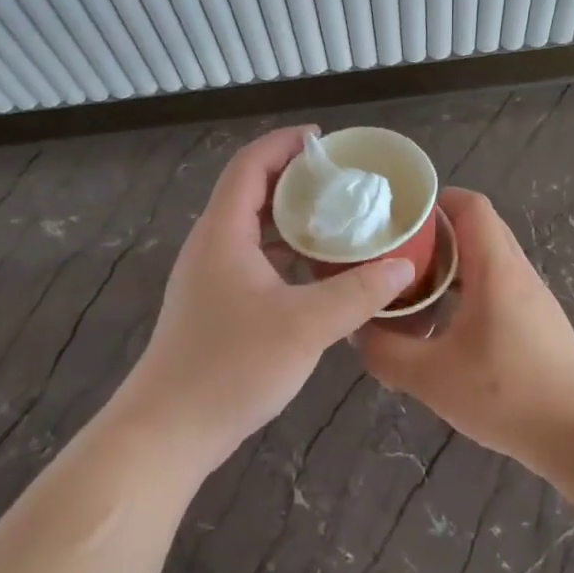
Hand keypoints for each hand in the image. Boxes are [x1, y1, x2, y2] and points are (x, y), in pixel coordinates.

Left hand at [117, 127, 415, 473]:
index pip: (250, 165)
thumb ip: (358, 292)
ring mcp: (209, 277)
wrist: (169, 430)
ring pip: (252, 229)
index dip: (285, 144)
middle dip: (295, 179)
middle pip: (250, 192)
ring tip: (338, 220)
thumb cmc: (232, 367)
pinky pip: (252, 259)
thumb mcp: (306, 326)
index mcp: (224, 232)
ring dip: (291, 219)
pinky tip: (317, 271)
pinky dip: (284, 253)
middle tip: (343, 182)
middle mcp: (211, 245)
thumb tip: (404, 265)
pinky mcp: (213, 305)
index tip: (326, 142)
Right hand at [355, 189, 573, 466]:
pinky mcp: (536, 320)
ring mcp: (531, 296)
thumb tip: (359, 329)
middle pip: (477, 227)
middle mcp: (517, 271)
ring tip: (411, 285)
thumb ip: (386, 350)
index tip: (398, 217)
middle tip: (394, 252)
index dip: (435, 200)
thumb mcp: (430, 377)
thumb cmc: (506, 394)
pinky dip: (467, 287)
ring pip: (487, 258)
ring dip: (450, 263)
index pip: (471, 205)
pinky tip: (443, 321)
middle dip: (434, 232)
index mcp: (496, 269)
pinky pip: (497, 284)